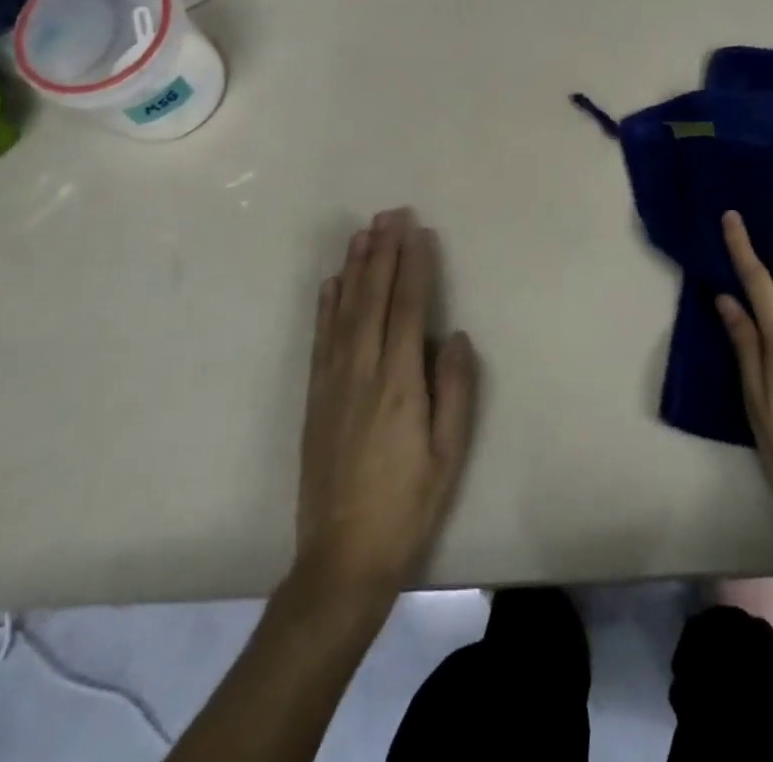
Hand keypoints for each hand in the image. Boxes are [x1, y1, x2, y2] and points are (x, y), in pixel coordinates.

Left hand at [295, 209, 477, 599]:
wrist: (342, 558)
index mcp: (399, 383)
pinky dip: (326, 304)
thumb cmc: (408, 504)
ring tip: (363, 233)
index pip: (407, 309)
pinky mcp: (316, 396)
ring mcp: (333, 382)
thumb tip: (456, 335)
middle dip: (383, 252)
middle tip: (391, 214)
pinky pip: (321, 338)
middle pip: (373, 298)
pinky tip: (331, 283)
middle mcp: (362, 371)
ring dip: (354, 268)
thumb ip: (456, 390)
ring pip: (343, 310)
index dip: (414, 267)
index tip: (419, 232)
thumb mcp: (449, 453)